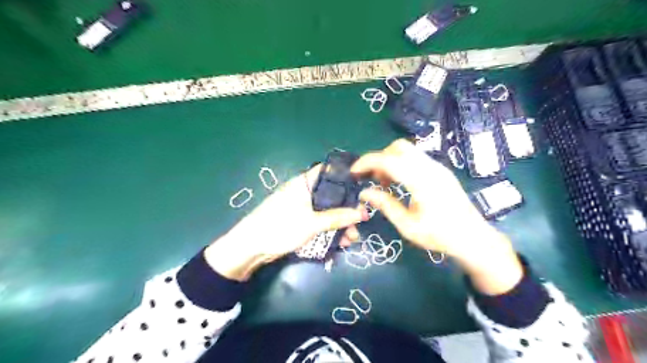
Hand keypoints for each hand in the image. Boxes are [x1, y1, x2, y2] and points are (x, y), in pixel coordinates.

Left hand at [205, 166, 366, 281]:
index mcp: (304, 183)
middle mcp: (304, 191)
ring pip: (327, 211)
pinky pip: (320, 221)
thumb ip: (338, 217)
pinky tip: (341, 242)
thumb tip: (363, 213)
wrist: (250, 248)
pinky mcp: (300, 220)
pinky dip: (330, 229)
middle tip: (361, 221)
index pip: (329, 172)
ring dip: (340, 223)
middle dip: (347, 209)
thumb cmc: (280, 227)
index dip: (346, 177)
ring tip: (352, 238)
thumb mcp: (312, 223)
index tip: (363, 187)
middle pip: (331, 195)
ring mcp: (302, 207)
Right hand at [352, 138, 520, 294]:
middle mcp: (430, 168)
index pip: (388, 160)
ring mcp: (438, 167)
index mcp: (421, 181)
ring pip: (408, 151)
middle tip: (373, 179)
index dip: (367, 162)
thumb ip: (385, 205)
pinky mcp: (441, 171)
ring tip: (385, 184)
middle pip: (399, 147)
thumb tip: (364, 192)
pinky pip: (416, 159)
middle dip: (380, 158)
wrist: (474, 239)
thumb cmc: (440, 236)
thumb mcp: (407, 225)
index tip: (354, 172)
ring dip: (391, 161)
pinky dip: (402, 165)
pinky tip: (400, 184)